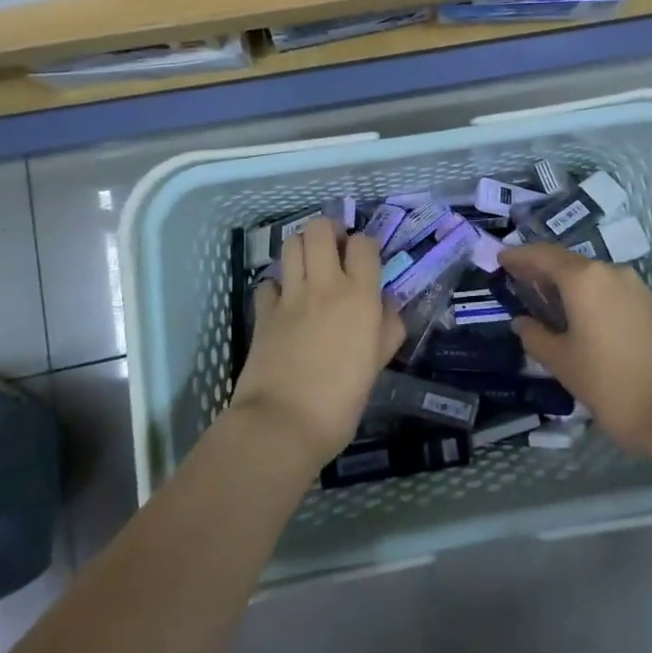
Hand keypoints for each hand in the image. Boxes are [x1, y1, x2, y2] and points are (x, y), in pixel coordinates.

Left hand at [231, 218, 404, 468]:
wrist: (283, 423)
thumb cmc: (341, 401)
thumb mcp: (377, 365)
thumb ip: (387, 329)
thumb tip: (388, 304)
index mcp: (359, 296)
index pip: (364, 244)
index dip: (365, 245)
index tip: (366, 259)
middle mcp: (324, 285)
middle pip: (320, 229)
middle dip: (329, 230)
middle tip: (335, 249)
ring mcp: (289, 297)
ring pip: (290, 245)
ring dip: (301, 248)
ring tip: (310, 267)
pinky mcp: (263, 313)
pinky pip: (268, 283)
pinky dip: (276, 286)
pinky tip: (284, 301)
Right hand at [498, 242, 651, 452]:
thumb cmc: (610, 383)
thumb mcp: (562, 362)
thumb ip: (536, 336)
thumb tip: (522, 322)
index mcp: (584, 279)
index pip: (543, 255)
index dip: (520, 255)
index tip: (500, 259)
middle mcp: (610, 272)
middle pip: (568, 261)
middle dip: (541, 269)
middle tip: (517, 280)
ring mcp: (634, 286)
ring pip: (590, 275)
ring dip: (565, 282)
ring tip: (544, 300)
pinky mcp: (649, 304)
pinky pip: (608, 288)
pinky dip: (586, 294)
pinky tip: (576, 314)